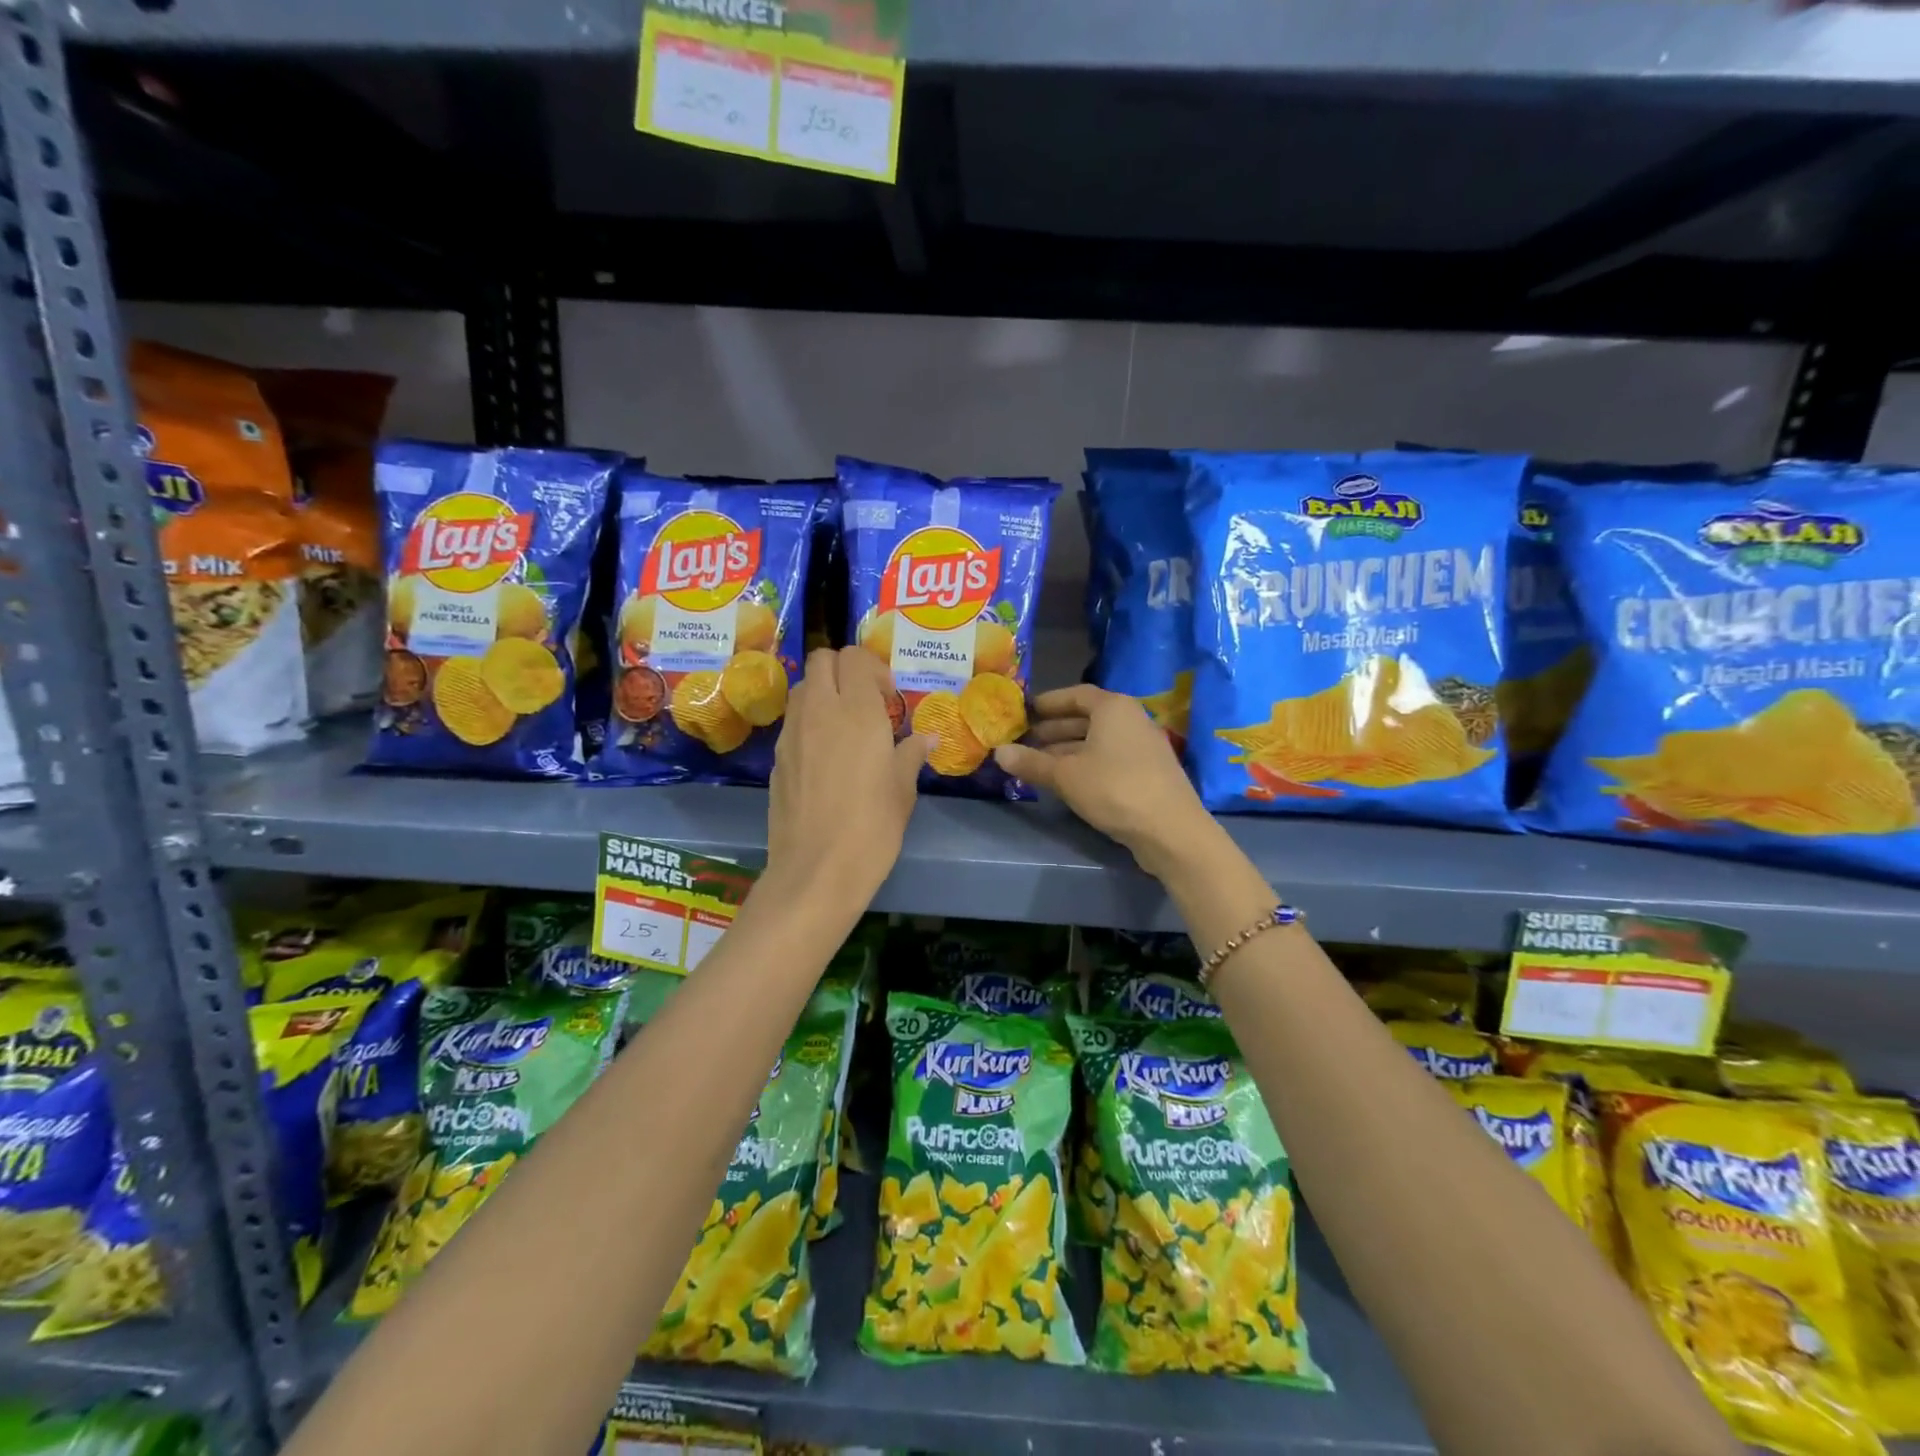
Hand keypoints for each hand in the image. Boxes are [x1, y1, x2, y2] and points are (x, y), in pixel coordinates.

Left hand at [766, 647, 925, 909]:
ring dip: (824, 692)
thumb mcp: (903, 790)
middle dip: (844, 670)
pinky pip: (793, 720)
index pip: (855, 657)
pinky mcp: (777, 757)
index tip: (888, 698)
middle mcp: (820, 711)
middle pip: (822, 660)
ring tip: (845, 726)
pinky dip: (809, 721)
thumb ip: (911, 755)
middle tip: (866, 702)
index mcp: (858, 711)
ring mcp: (792, 733)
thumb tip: (925, 738)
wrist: (816, 871)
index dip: (874, 669)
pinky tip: (826, 757)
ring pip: (803, 687)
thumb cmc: (872, 827)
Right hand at [994, 685, 1217, 879]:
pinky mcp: (1149, 772)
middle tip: (1026, 740)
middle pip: (1087, 717)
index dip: (1049, 702)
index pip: (1076, 695)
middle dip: (1055, 729)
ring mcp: (1144, 746)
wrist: (1171, 830)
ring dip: (1069, 749)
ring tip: (1040, 763)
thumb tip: (998, 752)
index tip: (1026, 711)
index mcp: (1113, 708)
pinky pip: (1111, 758)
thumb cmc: (1114, 789)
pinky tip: (1069, 781)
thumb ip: (1031, 763)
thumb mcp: (1065, 776)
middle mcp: (1132, 719)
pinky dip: (1087, 763)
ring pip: (1099, 740)